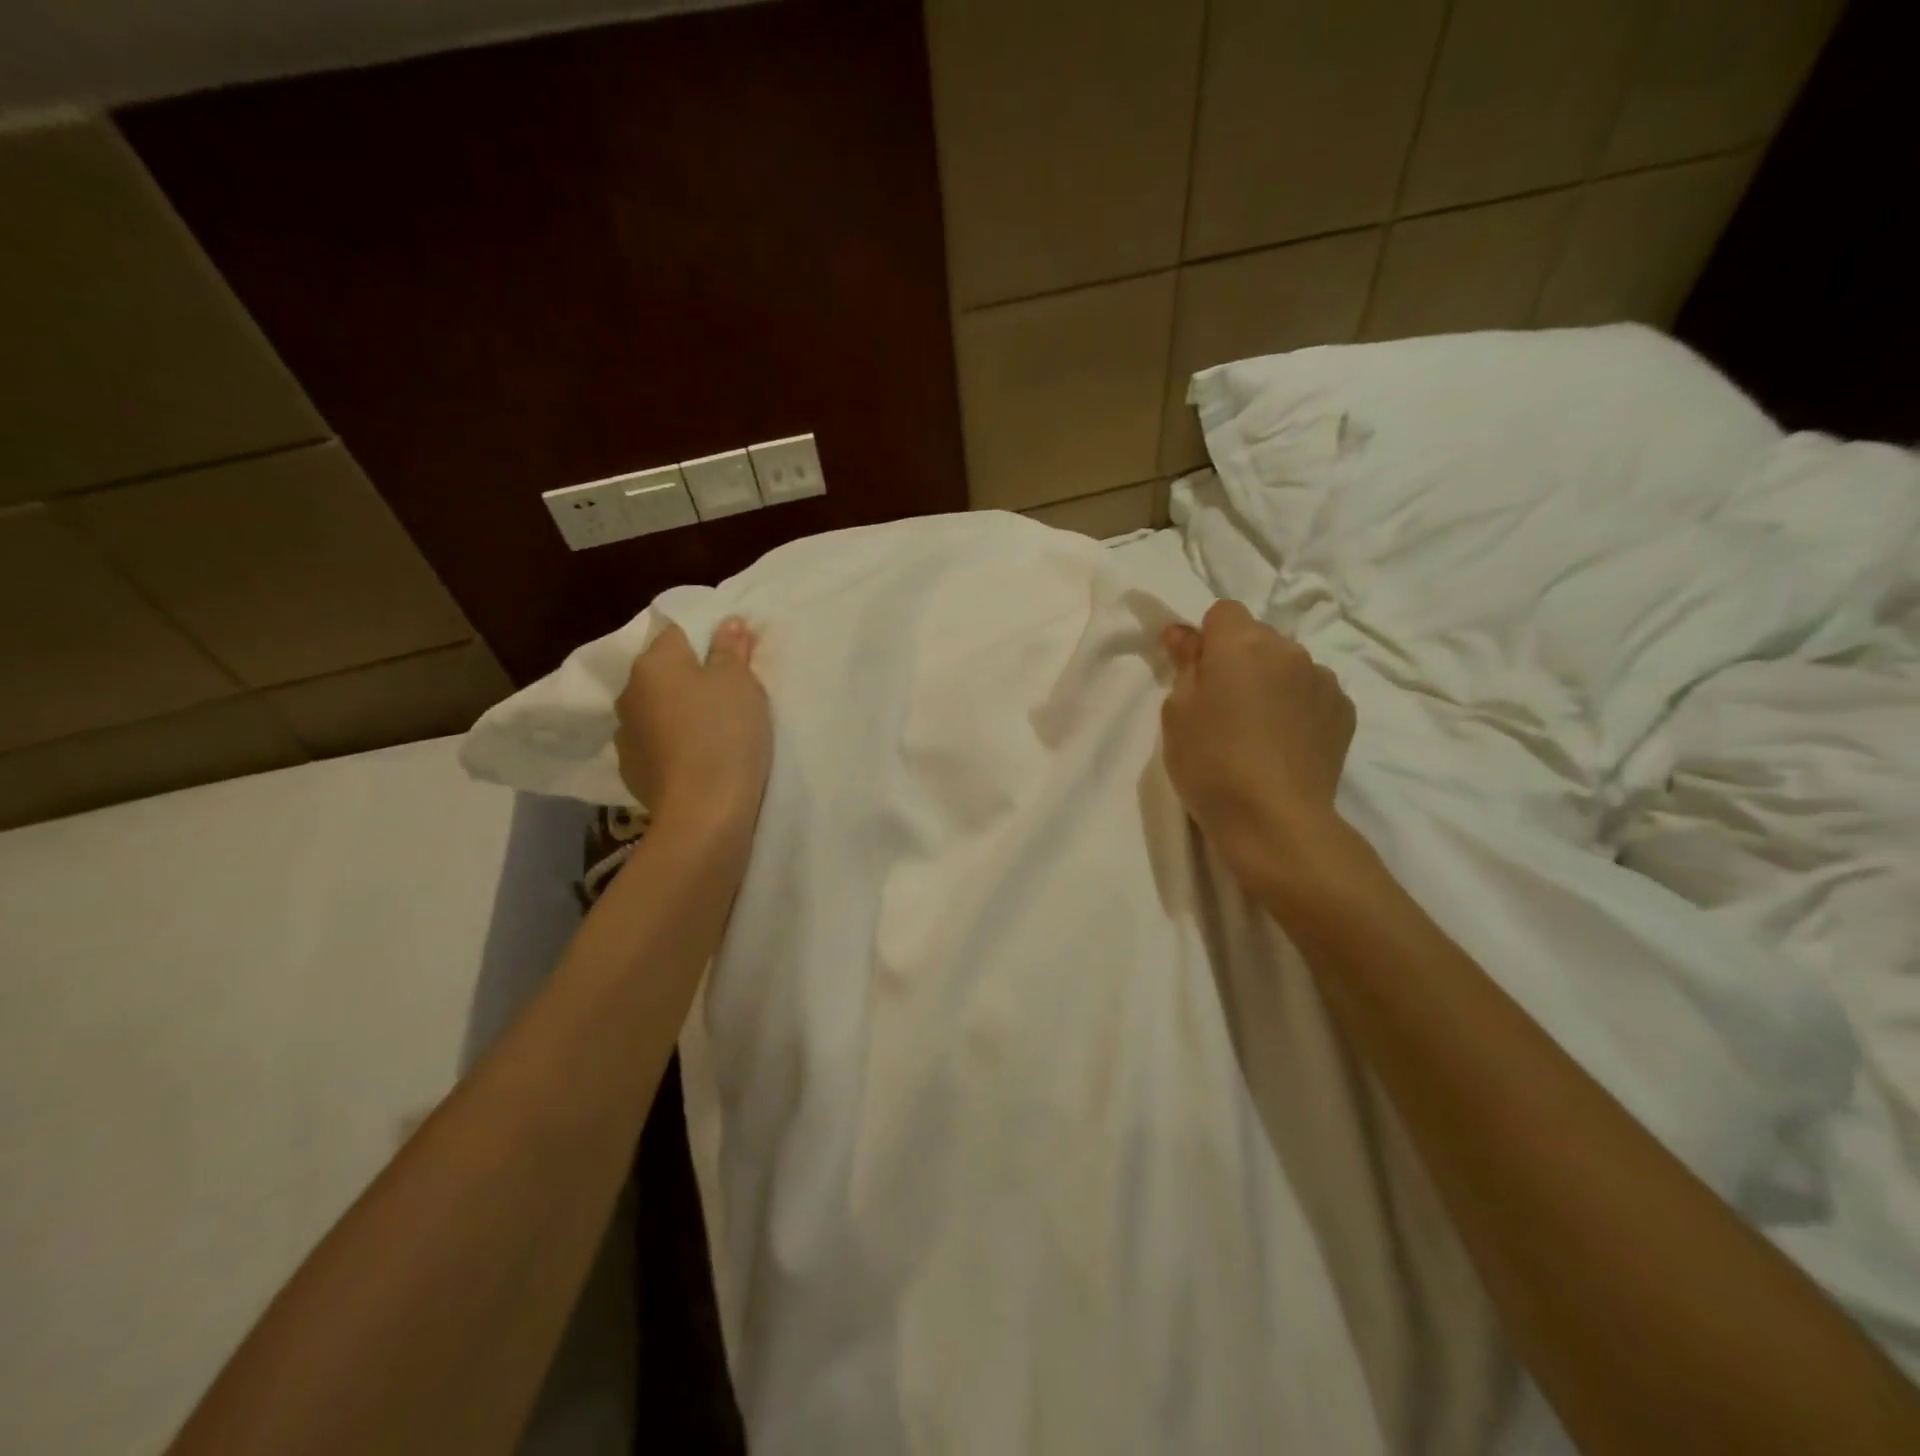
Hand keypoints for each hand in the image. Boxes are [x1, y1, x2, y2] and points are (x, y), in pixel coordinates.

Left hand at [615, 618, 770, 833]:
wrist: (704, 812)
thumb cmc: (726, 734)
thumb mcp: (740, 682)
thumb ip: (731, 648)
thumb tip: (728, 622)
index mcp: (653, 663)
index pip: (677, 633)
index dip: (707, 640)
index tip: (734, 658)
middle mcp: (629, 693)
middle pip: (664, 673)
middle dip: (691, 677)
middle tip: (729, 695)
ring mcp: (626, 735)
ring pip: (657, 710)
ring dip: (679, 713)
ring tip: (712, 731)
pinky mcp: (632, 771)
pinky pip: (656, 744)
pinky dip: (673, 745)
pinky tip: (696, 759)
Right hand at [1160, 601, 1356, 890]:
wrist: (1274, 819)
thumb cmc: (1210, 762)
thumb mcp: (1177, 712)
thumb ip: (1185, 664)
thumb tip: (1184, 633)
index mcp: (1241, 643)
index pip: (1223, 612)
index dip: (1207, 640)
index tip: (1198, 674)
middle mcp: (1288, 649)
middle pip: (1257, 637)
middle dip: (1240, 660)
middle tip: (1223, 706)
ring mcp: (1323, 679)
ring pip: (1287, 665)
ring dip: (1272, 682)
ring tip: (1258, 729)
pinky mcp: (1344, 711)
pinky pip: (1312, 693)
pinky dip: (1297, 706)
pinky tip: (1285, 743)